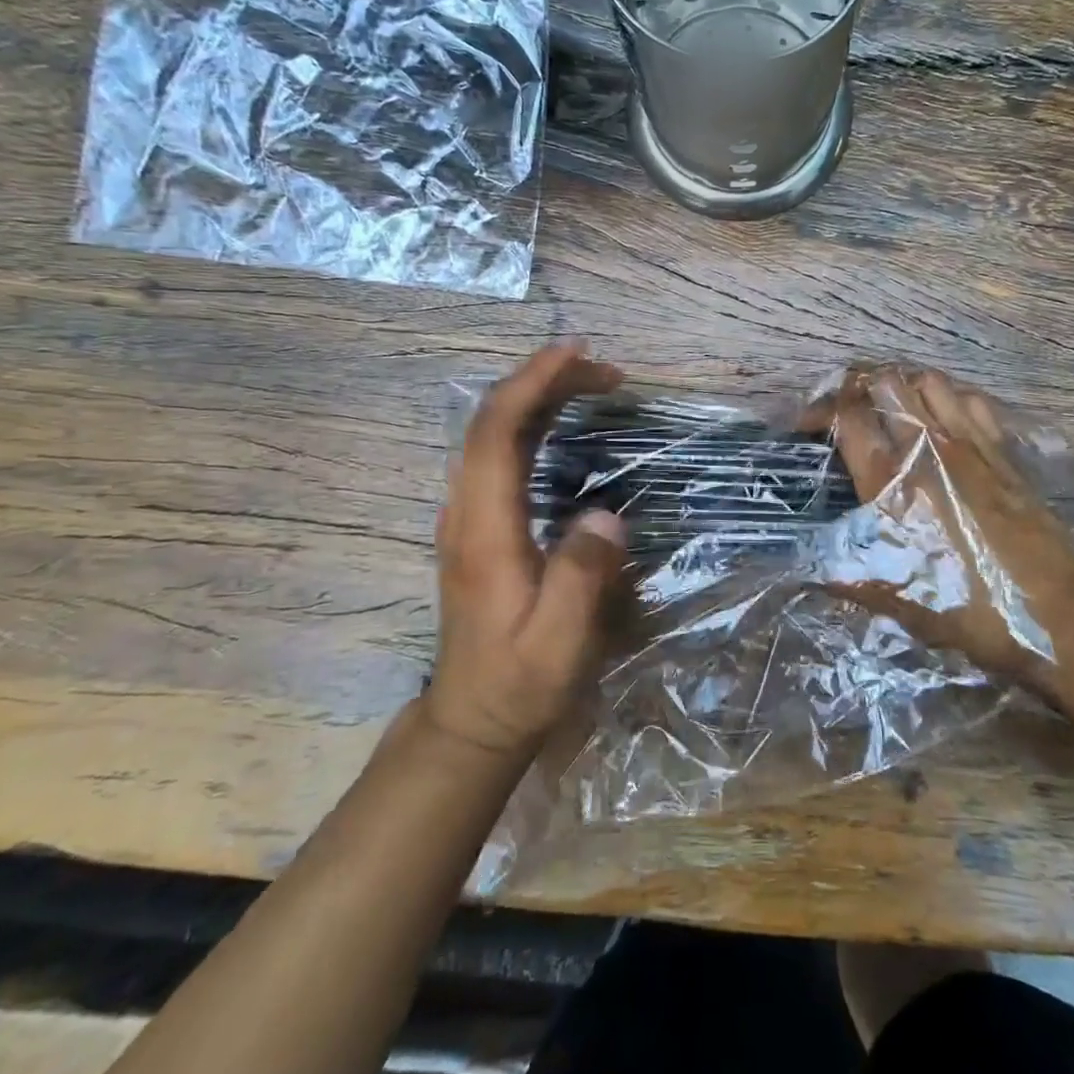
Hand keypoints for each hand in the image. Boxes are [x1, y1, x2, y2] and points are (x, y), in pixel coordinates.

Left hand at [425, 341, 628, 760]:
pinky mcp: (479, 524)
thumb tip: (605, 516)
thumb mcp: (557, 643)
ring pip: (495, 432)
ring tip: (594, 385)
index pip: (497, 432)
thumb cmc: (519, 683)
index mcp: (484, 529)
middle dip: (546, 381)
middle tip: (607, 372)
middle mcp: (466, 510)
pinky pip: (501, 452)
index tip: (576, 353)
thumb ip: (580, 579)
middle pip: (494, 420)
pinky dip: (533, 422)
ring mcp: (467, 515)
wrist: (473, 719)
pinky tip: (564, 423)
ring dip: (540, 397)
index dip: (532, 382)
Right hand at [822, 365, 1073, 684]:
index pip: (847, 416)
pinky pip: (973, 400)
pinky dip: (951, 398)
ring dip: (905, 385)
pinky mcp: (1003, 450)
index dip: (820, 411)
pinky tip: (945, 419)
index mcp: (892, 481)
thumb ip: (846, 574)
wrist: (1054, 613)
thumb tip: (804, 570)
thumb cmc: (967, 607)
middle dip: (858, 386)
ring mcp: (970, 443)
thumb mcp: (896, 598)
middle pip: (886, 382)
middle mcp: (928, 448)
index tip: (807, 425)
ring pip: (930, 380)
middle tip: (848, 408)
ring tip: (893, 406)